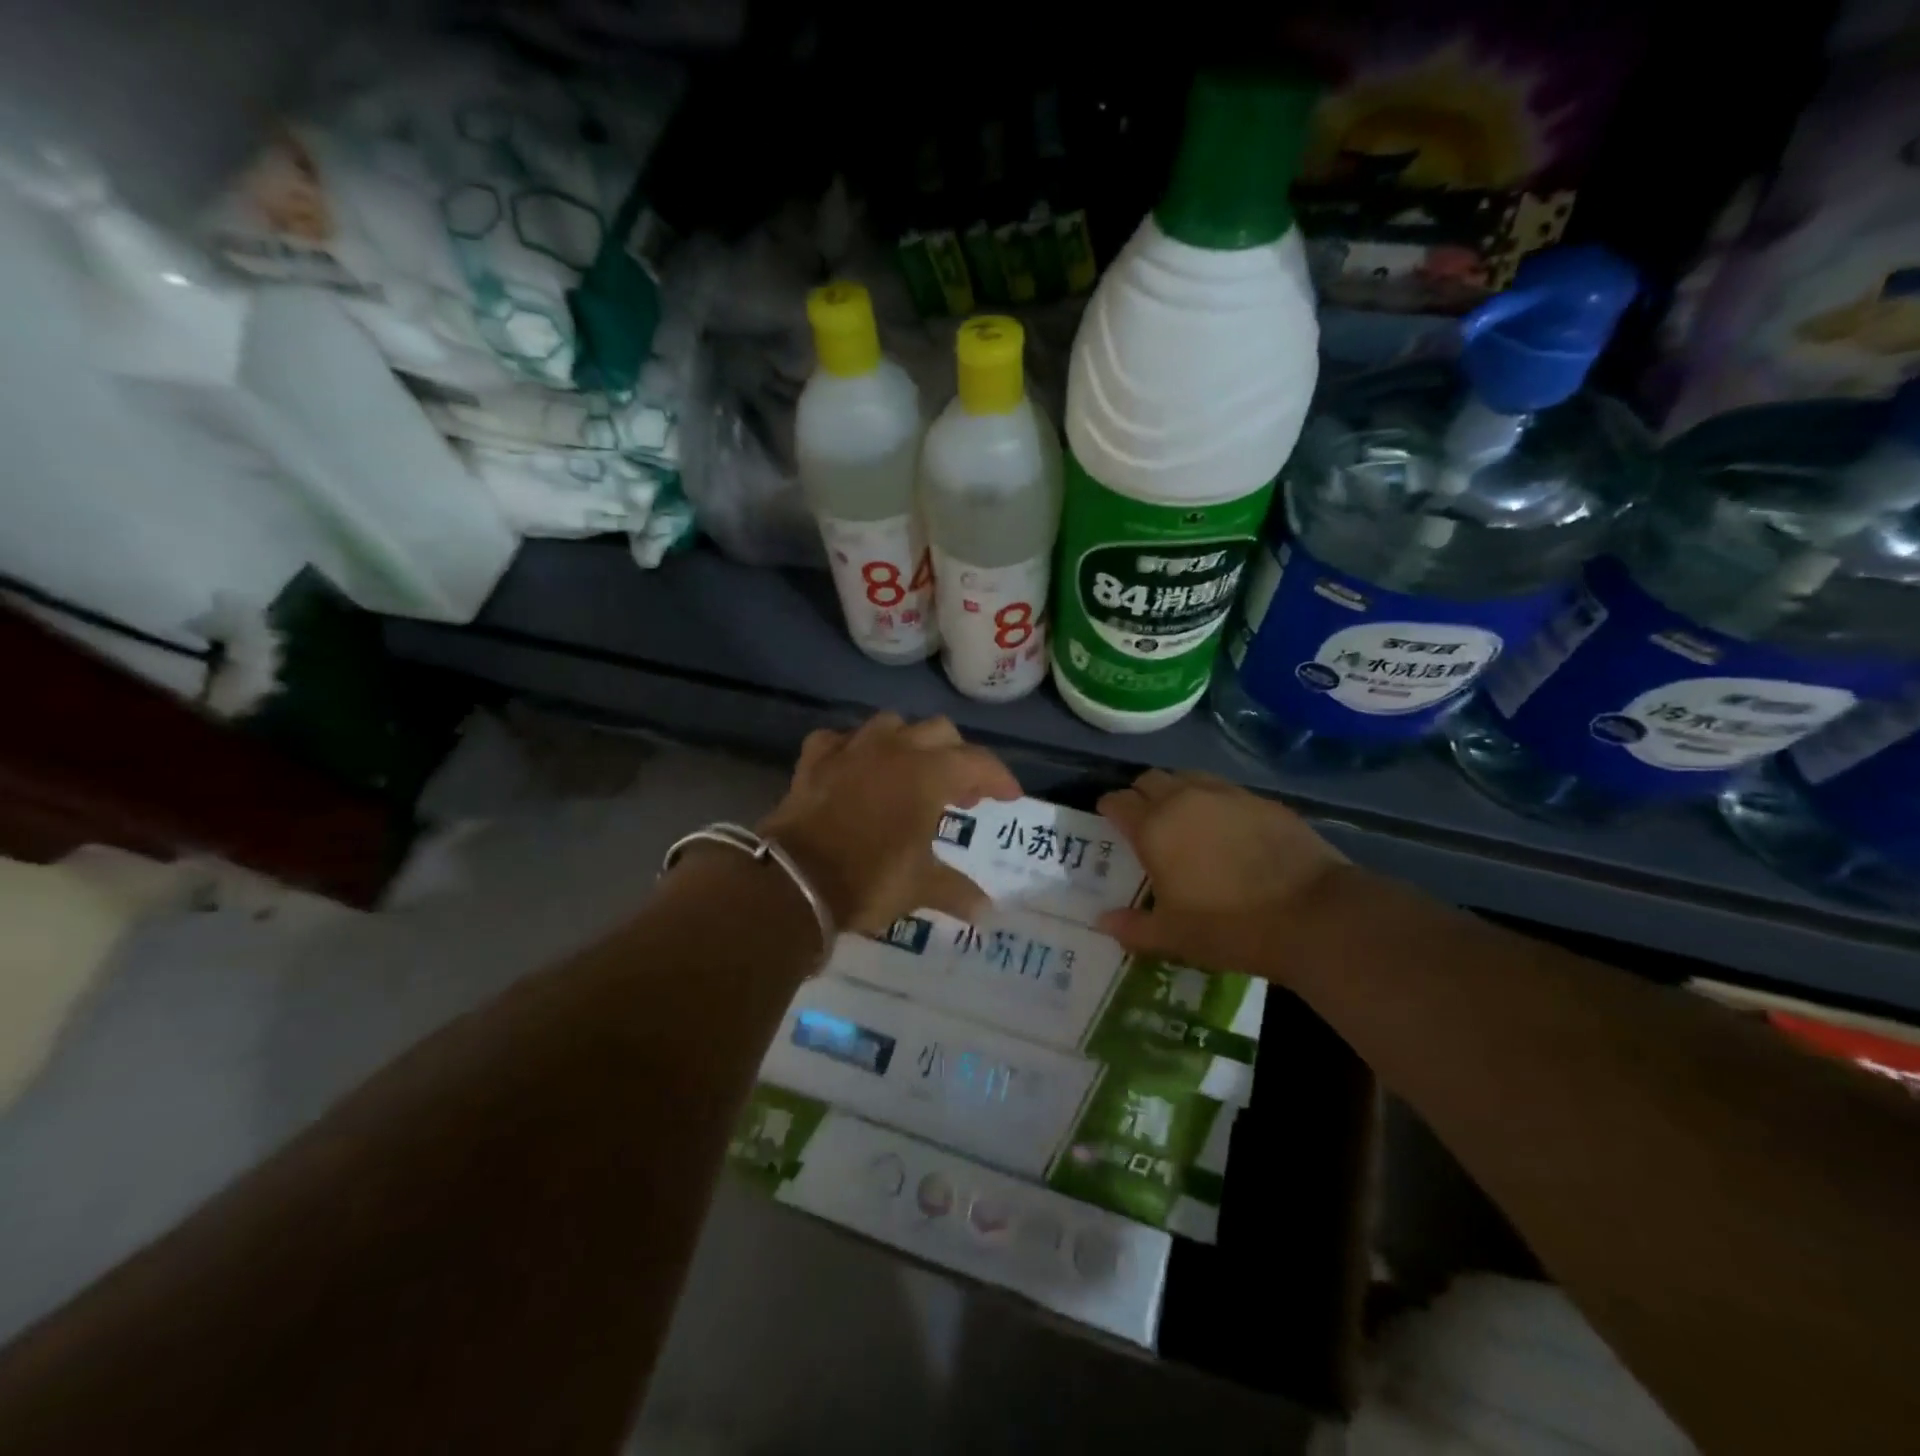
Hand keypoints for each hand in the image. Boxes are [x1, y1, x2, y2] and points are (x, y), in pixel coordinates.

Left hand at [759, 713, 1021, 934]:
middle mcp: (895, 749)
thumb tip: (988, 911)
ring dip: (908, 744)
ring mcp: (851, 748)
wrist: (794, 880)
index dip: (999, 778)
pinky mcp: (815, 759)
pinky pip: (839, 739)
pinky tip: (856, 770)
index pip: (978, 763)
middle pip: (939, 731)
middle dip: (958, 757)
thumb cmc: (869, 879)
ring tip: (911, 773)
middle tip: (962, 794)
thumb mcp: (920, 887)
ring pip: (891, 724)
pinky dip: (853, 750)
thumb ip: (957, 891)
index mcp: (929, 774)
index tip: (1010, 797)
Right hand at [1094, 769, 1348, 981]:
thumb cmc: (1230, 927)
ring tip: (1183, 818)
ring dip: (1176, 791)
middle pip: (1150, 779)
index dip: (1109, 808)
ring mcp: (1227, 795)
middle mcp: (1185, 799)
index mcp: (1154, 827)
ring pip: (1188, 777)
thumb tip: (1102, 922)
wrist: (1314, 915)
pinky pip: (1224, 790)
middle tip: (1143, 821)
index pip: (1118, 801)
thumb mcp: (1174, 937)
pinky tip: (1225, 828)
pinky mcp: (1262, 801)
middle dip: (1140, 794)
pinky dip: (1213, 801)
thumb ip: (1133, 927)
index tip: (1108, 819)